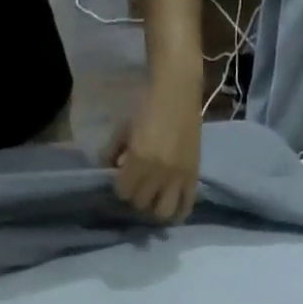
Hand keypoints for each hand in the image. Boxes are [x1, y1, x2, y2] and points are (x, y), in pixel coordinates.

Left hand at [107, 72, 201, 221]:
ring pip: (162, 212)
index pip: (123, 192)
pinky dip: (177, 214)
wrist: (178, 89)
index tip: (122, 180)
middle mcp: (159, 173)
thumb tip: (109, 171)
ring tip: (154, 201)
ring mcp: (178, 177)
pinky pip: (186, 207)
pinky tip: (171, 211)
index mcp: (139, 160)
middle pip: (141, 204)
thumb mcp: (124, 128)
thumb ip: (113, 152)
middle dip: (136, 197)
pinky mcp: (193, 177)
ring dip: (155, 209)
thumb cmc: (147, 104)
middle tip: (137, 188)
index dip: (120, 188)